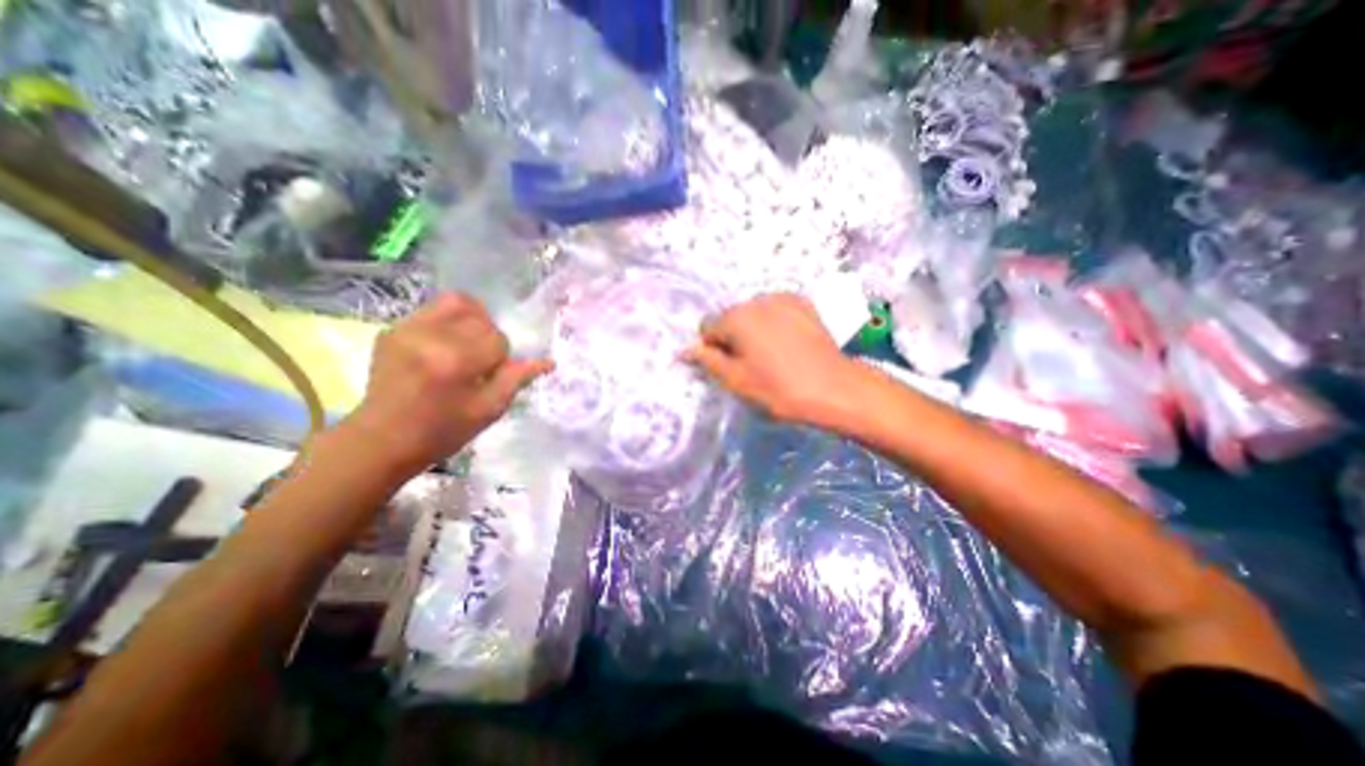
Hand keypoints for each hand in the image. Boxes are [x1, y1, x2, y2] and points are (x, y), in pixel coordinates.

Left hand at [342, 292, 553, 476]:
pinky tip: (444, 346)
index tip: (490, 375)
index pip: (498, 339)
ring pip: (457, 303)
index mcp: (455, 361)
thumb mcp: (489, 410)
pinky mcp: (393, 329)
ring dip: (472, 320)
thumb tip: (548, 361)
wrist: (382, 440)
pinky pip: (433, 310)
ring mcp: (407, 329)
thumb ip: (517, 379)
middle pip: (480, 318)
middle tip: (479, 362)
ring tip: (467, 344)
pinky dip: (449, 322)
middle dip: (488, 337)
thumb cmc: (443, 431)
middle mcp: (430, 337)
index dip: (501, 358)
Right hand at [683, 292, 862, 425]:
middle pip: (731, 318)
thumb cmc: (778, 389)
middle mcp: (756, 300)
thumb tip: (684, 349)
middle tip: (751, 365)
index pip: (707, 328)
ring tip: (772, 355)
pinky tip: (788, 343)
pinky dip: (774, 323)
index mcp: (736, 318)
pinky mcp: (803, 304)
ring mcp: (783, 299)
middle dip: (733, 338)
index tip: (729, 368)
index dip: (712, 349)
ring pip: (754, 313)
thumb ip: (707, 361)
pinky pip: (776, 310)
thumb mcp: (736, 380)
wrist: (833, 389)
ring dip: (754, 329)